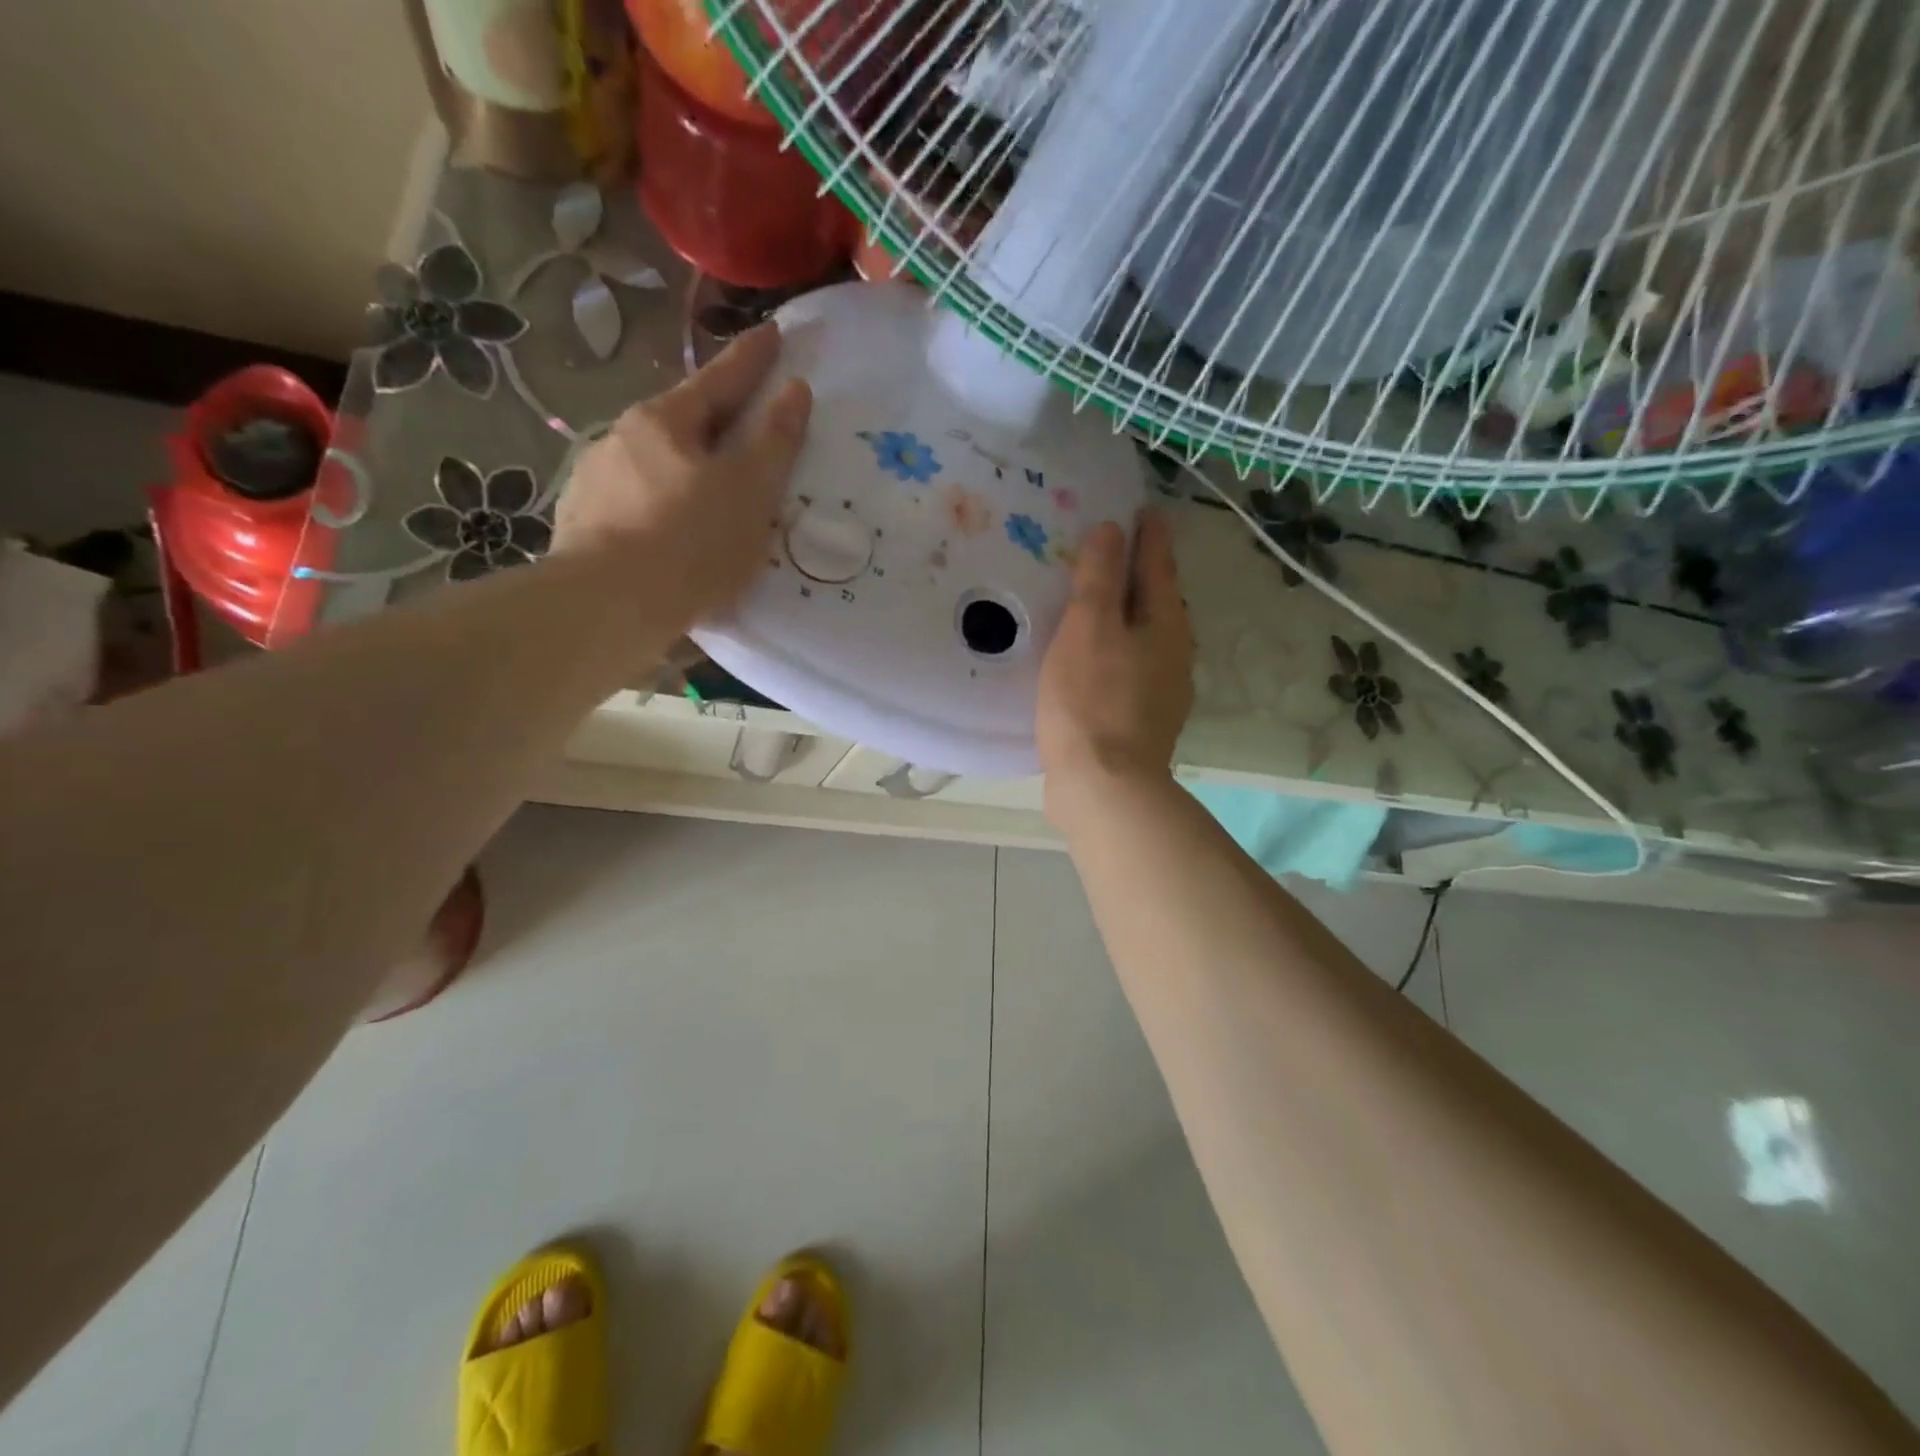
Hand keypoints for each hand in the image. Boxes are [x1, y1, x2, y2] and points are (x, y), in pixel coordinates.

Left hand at [554, 324, 810, 627]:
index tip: (773, 333)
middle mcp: (621, 440)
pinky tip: (668, 537)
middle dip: (715, 422)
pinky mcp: (581, 527)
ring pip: (654, 467)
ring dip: (684, 472)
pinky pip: (634, 506)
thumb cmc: (691, 543)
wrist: (607, 608)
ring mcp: (593, 483)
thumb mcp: (750, 492)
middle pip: (682, 422)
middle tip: (745, 430)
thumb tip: (794, 390)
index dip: (752, 359)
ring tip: (707, 498)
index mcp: (664, 422)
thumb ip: (775, 441)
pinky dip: (659, 510)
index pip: (719, 379)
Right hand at [1037, 508, 1193, 824]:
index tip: (1143, 510)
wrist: (1104, 787)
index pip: (1159, 567)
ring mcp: (1161, 692)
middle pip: (1157, 603)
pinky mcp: (1140, 721)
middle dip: (1139, 575)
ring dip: (1125, 617)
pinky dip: (1112, 652)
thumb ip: (1099, 578)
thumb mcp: (1088, 628)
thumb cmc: (1092, 701)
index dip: (1149, 537)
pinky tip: (1090, 659)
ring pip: (1143, 639)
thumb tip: (1112, 530)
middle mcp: (1173, 655)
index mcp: (1165, 626)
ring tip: (1096, 603)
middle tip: (1113, 550)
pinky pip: (1127, 669)